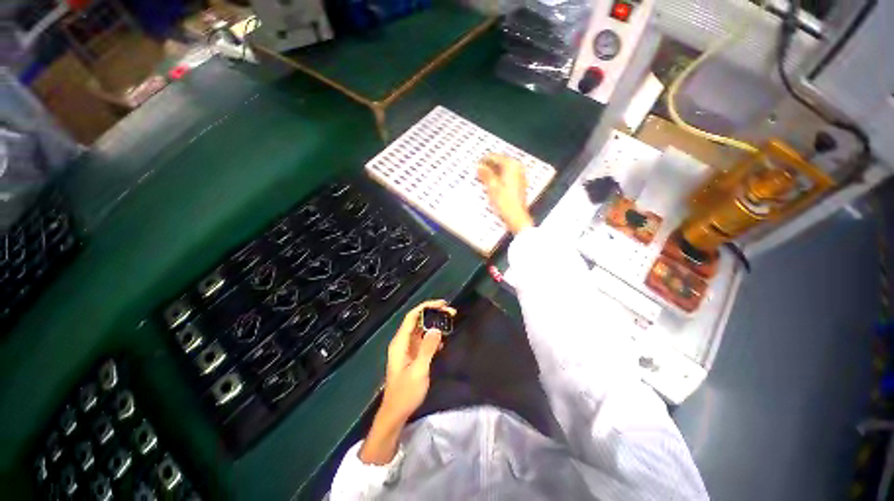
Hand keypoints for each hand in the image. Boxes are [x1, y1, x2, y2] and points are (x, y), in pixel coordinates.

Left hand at [359, 300, 455, 465]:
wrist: (396, 413)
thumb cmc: (405, 393)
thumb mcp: (419, 370)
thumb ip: (427, 348)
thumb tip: (437, 329)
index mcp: (400, 342)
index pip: (412, 316)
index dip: (426, 307)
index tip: (442, 304)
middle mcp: (402, 342)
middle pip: (417, 320)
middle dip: (433, 314)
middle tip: (450, 312)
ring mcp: (407, 349)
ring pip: (421, 329)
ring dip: (434, 324)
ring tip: (449, 321)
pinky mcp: (412, 356)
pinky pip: (423, 340)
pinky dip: (433, 336)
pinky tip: (443, 340)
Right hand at [478, 153, 533, 233]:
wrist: (516, 217)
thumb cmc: (505, 202)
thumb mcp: (492, 186)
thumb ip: (485, 174)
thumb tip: (479, 166)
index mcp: (512, 165)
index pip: (495, 157)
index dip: (484, 160)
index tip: (475, 164)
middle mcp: (517, 168)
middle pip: (500, 162)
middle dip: (488, 166)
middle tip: (477, 171)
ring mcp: (519, 176)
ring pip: (503, 170)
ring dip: (492, 172)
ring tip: (482, 178)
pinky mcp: (518, 184)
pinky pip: (506, 176)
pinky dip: (498, 178)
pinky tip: (491, 184)